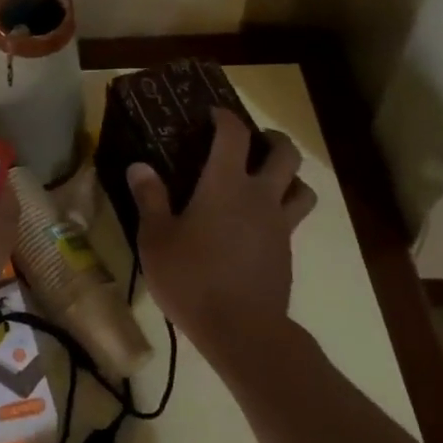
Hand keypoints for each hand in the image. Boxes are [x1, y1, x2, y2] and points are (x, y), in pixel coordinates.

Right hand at [126, 109, 316, 352]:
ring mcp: (279, 225)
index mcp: (225, 185)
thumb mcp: (156, 239)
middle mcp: (260, 196)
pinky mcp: (287, 251)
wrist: (240, 328)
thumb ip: (150, 199)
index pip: (233, 135)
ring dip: (290, 176)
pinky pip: (294, 219)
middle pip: (285, 154)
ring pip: (302, 186)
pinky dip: (283, 210)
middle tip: (254, 141)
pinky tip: (259, 226)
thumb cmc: (191, 278)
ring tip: (270, 181)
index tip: (212, 114)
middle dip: (272, 139)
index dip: (224, 118)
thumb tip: (139, 166)